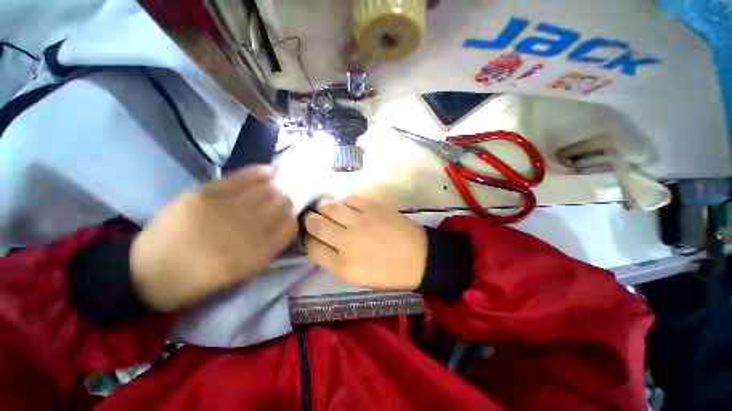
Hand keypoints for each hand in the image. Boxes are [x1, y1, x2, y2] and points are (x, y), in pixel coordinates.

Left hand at [130, 166, 296, 310]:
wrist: (148, 273)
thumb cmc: (201, 279)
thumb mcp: (243, 273)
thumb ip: (270, 246)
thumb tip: (287, 220)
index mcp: (255, 255)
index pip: (290, 227)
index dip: (293, 220)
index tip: (289, 218)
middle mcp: (244, 231)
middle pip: (281, 205)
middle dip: (286, 202)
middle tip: (282, 202)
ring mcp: (222, 209)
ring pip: (266, 190)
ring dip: (275, 189)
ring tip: (275, 187)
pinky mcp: (203, 194)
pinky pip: (241, 177)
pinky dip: (259, 173)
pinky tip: (267, 172)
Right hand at [304, 196, 426, 289]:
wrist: (419, 257)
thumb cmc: (389, 273)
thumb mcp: (358, 278)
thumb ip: (335, 262)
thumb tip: (321, 243)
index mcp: (343, 266)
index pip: (311, 248)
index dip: (307, 240)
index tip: (310, 236)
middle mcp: (347, 241)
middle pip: (315, 224)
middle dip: (310, 220)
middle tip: (314, 219)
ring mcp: (360, 220)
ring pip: (328, 207)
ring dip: (323, 208)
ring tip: (326, 210)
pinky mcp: (373, 206)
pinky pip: (350, 199)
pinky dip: (345, 203)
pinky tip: (348, 208)